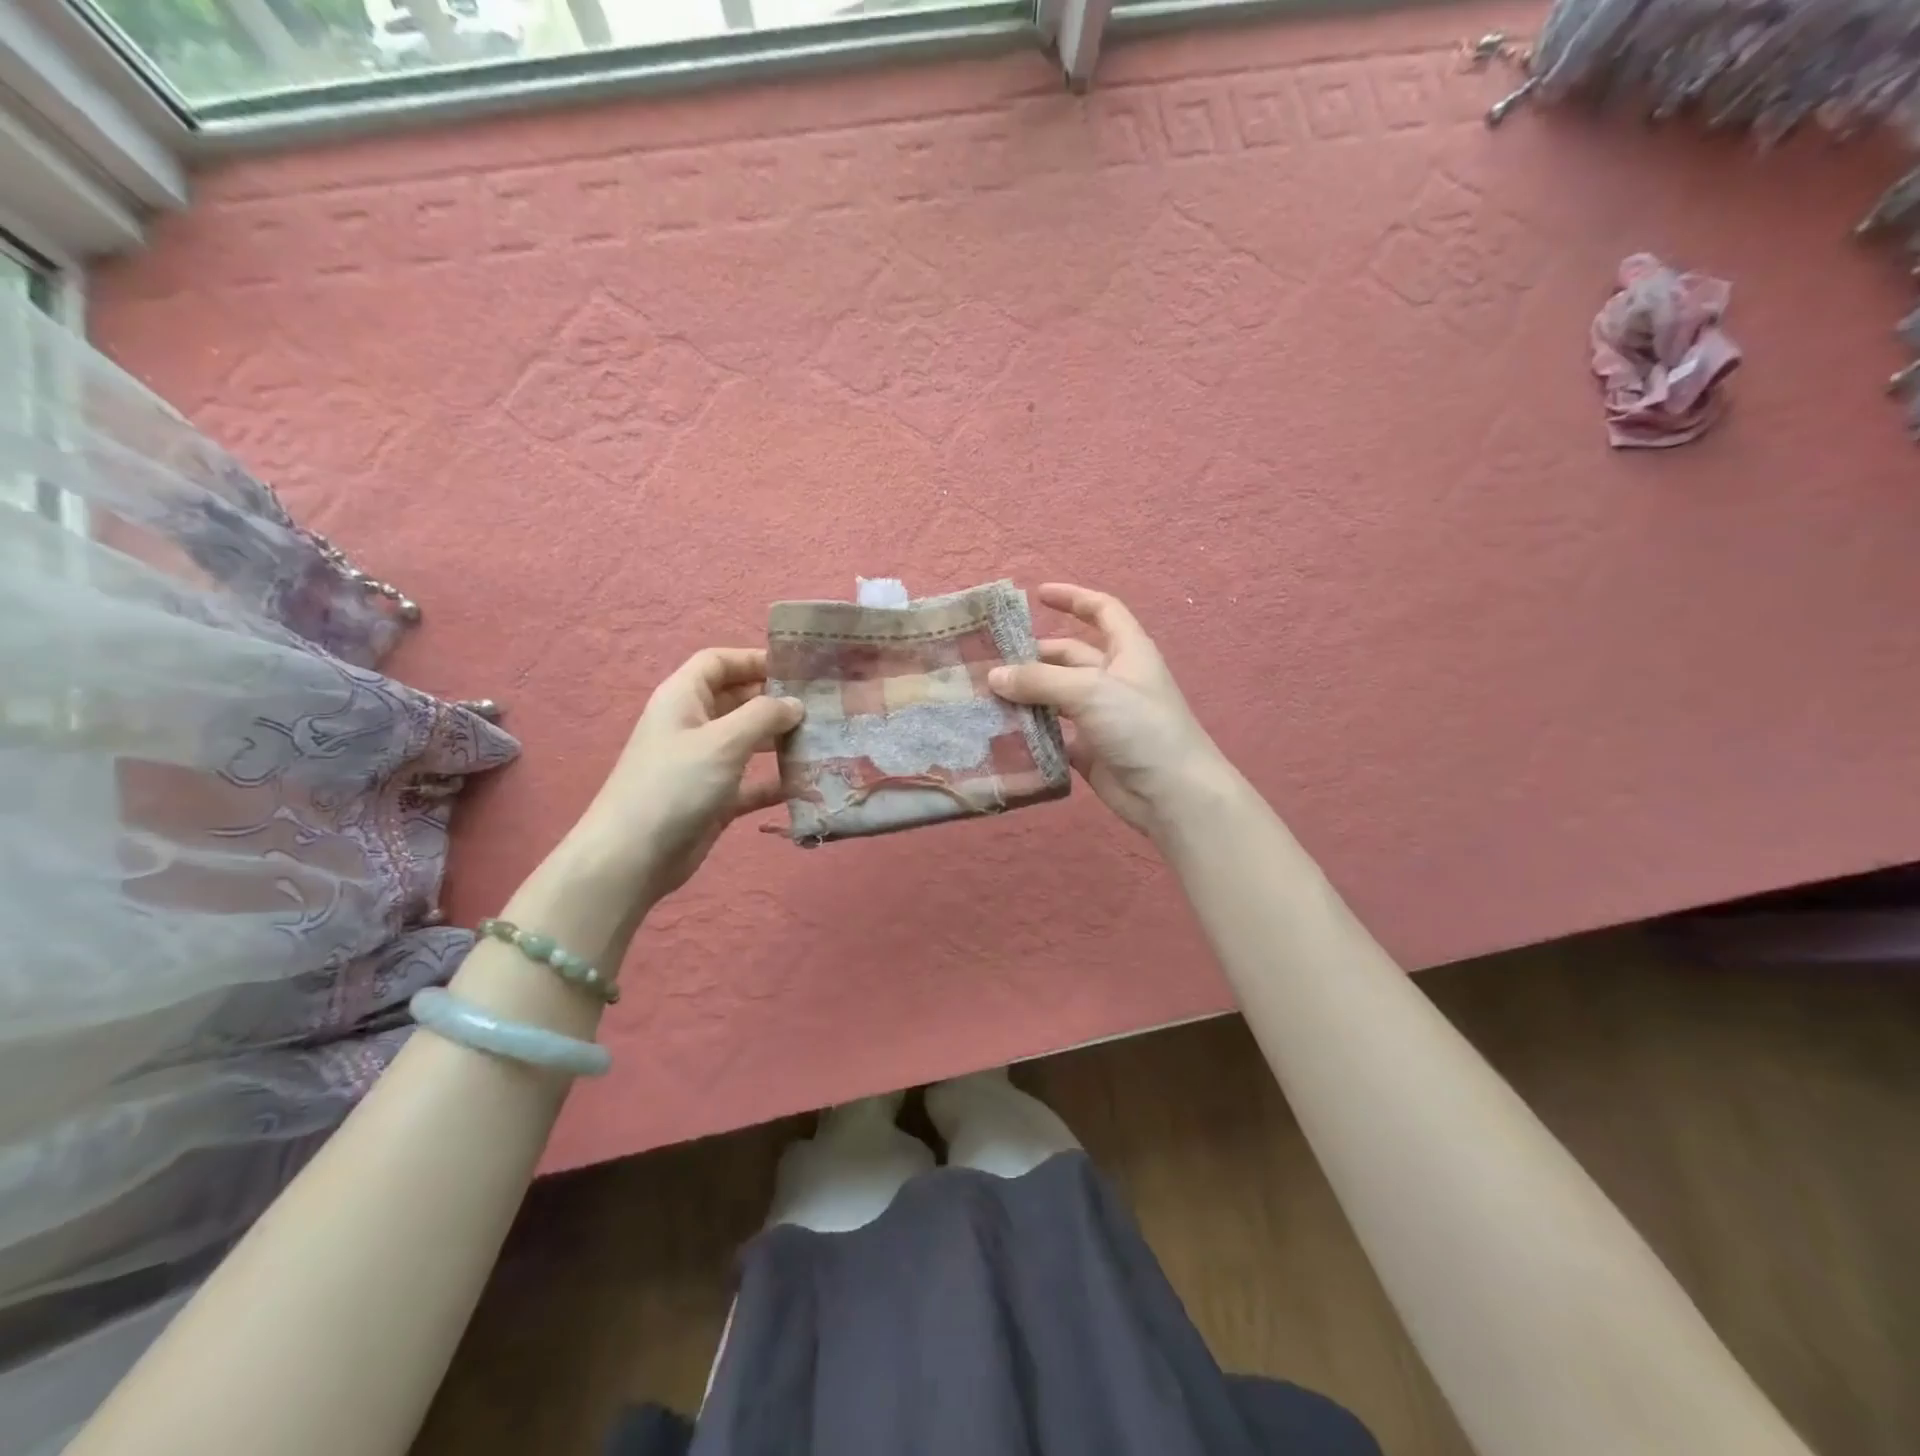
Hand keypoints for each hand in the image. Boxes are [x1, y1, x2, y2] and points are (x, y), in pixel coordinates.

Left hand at [575, 648, 802, 904]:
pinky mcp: (714, 798)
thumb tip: (795, 704)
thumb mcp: (723, 741)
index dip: (754, 659)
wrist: (633, 857)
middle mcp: (692, 724)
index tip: (797, 668)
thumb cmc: (675, 785)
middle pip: (738, 699)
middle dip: (776, 700)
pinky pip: (752, 781)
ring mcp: (703, 763)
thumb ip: (764, 715)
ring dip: (781, 739)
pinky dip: (775, 780)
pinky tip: (808, 782)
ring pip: (748, 741)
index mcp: (683, 698)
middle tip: (822, 705)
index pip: (718, 662)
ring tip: (823, 739)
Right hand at [989, 583, 1227, 839]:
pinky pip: (1053, 734)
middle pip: (1069, 656)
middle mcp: (1114, 679)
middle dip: (1034, 655)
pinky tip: (999, 730)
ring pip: (1056, 696)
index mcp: (1127, 652)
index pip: (1102, 611)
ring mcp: (1101, 717)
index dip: (1074, 598)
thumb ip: (1040, 680)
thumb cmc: (1140, 727)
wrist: (1172, 794)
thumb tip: (994, 676)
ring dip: (1027, 694)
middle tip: (990, 659)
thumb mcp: (1090, 691)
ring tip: (985, 694)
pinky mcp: (1088, 750)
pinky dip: (1030, 731)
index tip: (1038, 594)